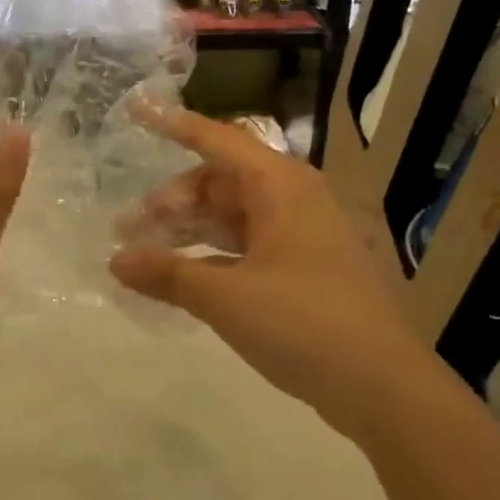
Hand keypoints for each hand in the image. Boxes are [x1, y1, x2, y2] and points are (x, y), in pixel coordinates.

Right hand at [108, 105, 446, 443]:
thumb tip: (115, 260)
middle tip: (128, 227)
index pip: (217, 140)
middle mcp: (293, 200)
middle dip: (171, 200)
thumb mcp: (225, 296)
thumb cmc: (303, 323)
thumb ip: (167, 273)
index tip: (135, 111)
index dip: (173, 125)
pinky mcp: (304, 269)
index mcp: (280, 187)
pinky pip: (246, 245)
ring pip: (232, 216)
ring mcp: (301, 236)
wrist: (384, 388)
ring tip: (145, 251)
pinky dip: (212, 254)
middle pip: (219, 182)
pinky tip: (183, 275)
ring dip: (188, 229)